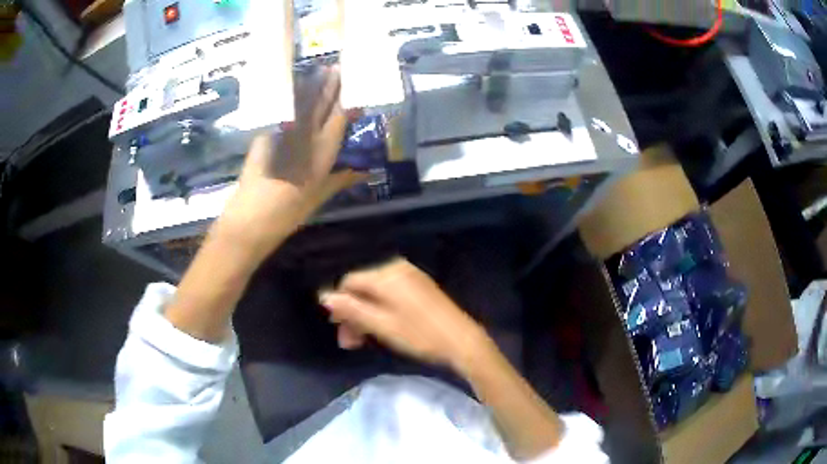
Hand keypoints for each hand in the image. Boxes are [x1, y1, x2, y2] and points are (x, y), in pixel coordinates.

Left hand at [220, 65, 363, 251]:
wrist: (250, 219)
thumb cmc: (288, 214)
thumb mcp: (318, 198)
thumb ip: (340, 180)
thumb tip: (363, 172)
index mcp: (322, 153)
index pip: (337, 118)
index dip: (345, 100)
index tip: (352, 84)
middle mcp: (304, 137)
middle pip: (319, 105)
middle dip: (329, 85)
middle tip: (337, 67)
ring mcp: (281, 134)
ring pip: (300, 104)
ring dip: (311, 87)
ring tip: (320, 71)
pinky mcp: (264, 135)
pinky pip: (282, 114)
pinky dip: (290, 102)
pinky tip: (294, 94)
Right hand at [320, 258, 491, 369]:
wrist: (462, 341)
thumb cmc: (419, 335)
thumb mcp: (381, 325)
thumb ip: (351, 309)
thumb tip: (323, 296)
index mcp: (385, 274)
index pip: (348, 282)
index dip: (339, 306)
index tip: (340, 331)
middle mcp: (396, 268)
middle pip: (362, 288)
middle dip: (352, 314)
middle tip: (350, 342)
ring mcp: (410, 276)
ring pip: (375, 293)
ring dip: (365, 316)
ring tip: (363, 340)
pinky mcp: (419, 287)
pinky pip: (390, 294)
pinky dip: (381, 311)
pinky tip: (381, 328)